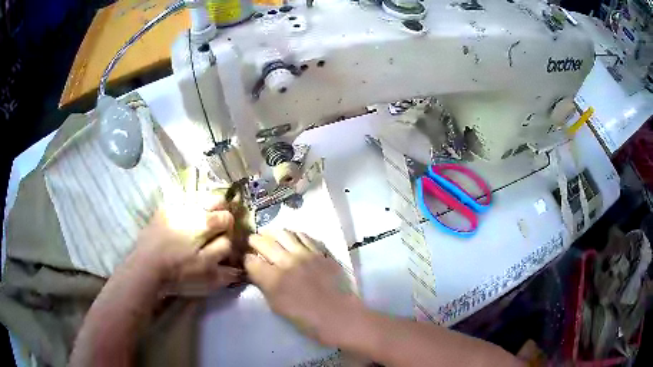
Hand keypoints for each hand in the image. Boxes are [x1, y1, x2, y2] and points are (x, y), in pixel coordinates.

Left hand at [133, 197, 241, 293]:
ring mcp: (175, 207)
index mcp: (205, 222)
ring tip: (197, 229)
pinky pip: (181, 206)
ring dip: (203, 212)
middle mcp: (192, 208)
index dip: (230, 229)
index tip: (224, 239)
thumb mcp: (206, 269)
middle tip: (214, 229)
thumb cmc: (179, 270)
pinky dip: (186, 213)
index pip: (228, 217)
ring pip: (198, 201)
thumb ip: (223, 254)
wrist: (146, 266)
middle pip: (215, 200)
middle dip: (219, 212)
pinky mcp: (162, 211)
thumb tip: (234, 246)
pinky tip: (181, 228)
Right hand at [245, 230, 362, 345]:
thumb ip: (265, 287)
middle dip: (255, 241)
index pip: (251, 261)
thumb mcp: (277, 307)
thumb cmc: (307, 319)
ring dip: (272, 233)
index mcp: (273, 280)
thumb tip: (258, 273)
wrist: (340, 316)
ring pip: (283, 233)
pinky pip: (303, 236)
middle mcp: (287, 262)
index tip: (249, 262)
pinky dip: (293, 234)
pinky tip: (291, 238)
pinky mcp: (320, 252)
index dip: (247, 261)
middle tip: (253, 243)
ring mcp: (305, 254)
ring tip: (269, 235)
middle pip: (264, 242)